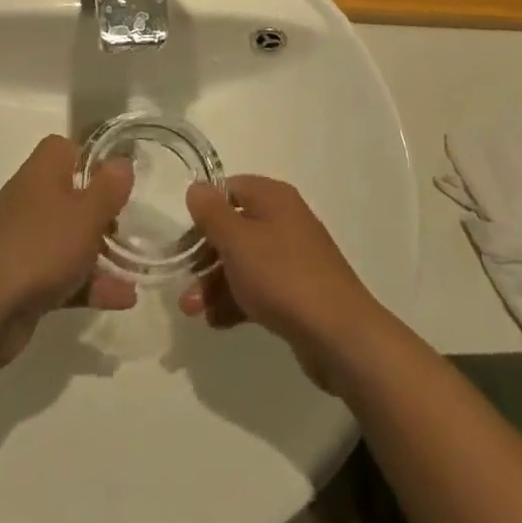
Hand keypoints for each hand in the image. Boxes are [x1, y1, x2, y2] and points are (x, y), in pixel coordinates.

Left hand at [0, 136, 134, 370]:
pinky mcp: (24, 279)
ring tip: (136, 269)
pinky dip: (90, 284)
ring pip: (71, 237)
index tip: (118, 179)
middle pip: (74, 195)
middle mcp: (32, 199)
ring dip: (102, 252)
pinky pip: (64, 273)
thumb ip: (110, 187)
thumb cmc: (39, 247)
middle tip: (130, 225)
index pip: (68, 148)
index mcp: (43, 172)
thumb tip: (123, 162)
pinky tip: (123, 298)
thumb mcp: (87, 213)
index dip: (94, 158)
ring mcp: (26, 241)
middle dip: (104, 212)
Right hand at [179, 175, 385, 389]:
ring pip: (244, 262)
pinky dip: (237, 301)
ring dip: (215, 283)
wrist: (339, 334)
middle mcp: (284, 220)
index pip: (231, 189)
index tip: (183, 237)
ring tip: (192, 311)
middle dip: (205, 255)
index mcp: (273, 198)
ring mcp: (293, 258)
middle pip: (235, 228)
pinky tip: (216, 323)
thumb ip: (212, 214)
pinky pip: (259, 288)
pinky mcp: (297, 292)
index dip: (205, 209)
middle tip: (182, 281)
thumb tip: (196, 188)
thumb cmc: (282, 276)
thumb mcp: (238, 241)